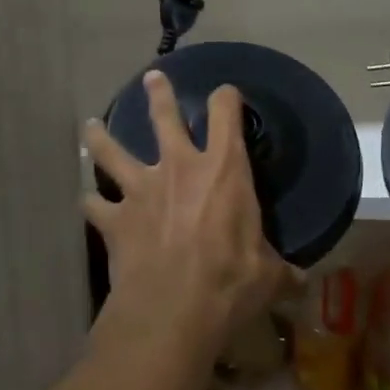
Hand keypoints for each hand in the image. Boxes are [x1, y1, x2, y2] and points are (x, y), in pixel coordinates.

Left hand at [83, 71, 288, 362]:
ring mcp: (141, 191)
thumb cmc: (230, 283)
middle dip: (158, 94)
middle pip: (163, 117)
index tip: (227, 93)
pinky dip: (91, 201)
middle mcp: (179, 168)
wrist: (172, 311)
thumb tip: (302, 283)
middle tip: (151, 78)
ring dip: (101, 137)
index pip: (226, 113)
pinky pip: (94, 204)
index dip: (226, 98)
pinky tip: (87, 200)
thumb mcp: (268, 277)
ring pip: (113, 151)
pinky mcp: (114, 220)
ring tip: (91, 125)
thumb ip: (283, 272)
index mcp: (223, 170)